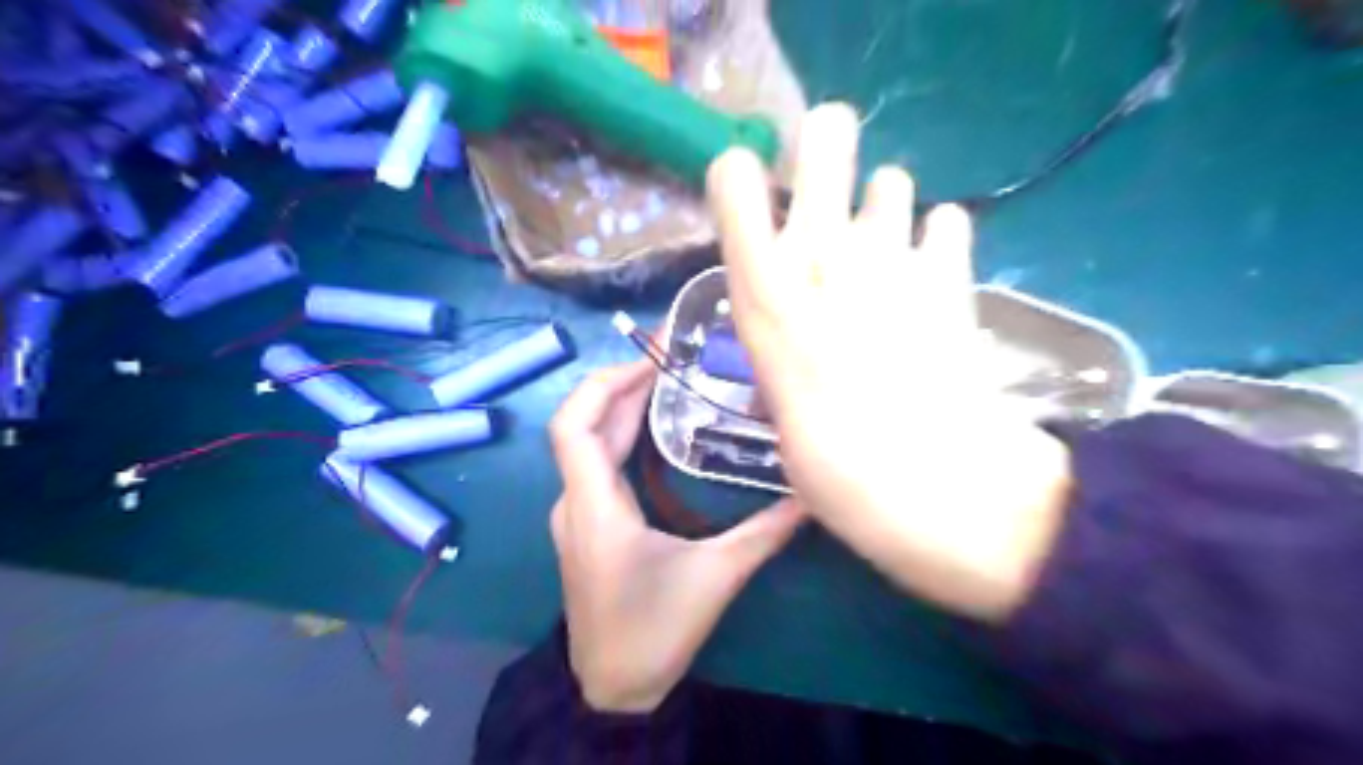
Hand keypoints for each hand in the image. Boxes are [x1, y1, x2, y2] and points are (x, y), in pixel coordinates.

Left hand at [546, 362, 801, 714]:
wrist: (613, 687)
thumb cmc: (655, 630)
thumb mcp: (717, 577)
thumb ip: (765, 532)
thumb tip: (808, 495)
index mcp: (595, 507)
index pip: (574, 425)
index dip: (604, 384)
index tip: (650, 362)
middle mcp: (575, 502)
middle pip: (580, 425)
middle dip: (620, 386)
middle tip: (668, 359)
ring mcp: (575, 514)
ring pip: (586, 444)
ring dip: (619, 408)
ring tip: (664, 382)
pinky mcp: (586, 526)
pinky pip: (593, 465)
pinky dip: (619, 436)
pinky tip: (654, 431)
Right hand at [702, 106, 1075, 623]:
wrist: (936, 491)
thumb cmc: (835, 468)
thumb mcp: (780, 406)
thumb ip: (784, 348)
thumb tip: (796, 333)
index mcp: (765, 297)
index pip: (734, 184)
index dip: (738, 176)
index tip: (747, 192)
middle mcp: (822, 258)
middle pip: (825, 137)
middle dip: (824, 143)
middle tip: (828, 184)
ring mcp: (893, 259)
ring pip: (891, 180)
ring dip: (883, 207)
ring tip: (885, 254)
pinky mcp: (953, 276)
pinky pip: (947, 223)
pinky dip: (937, 240)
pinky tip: (932, 275)